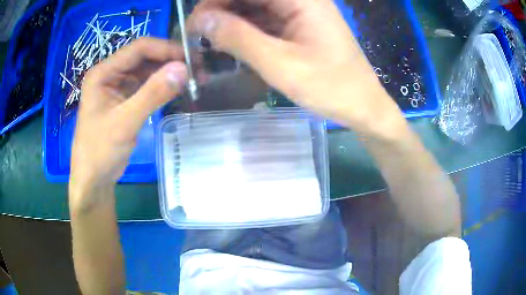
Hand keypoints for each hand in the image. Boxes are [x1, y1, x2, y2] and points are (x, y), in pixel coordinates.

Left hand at [69, 38, 187, 207]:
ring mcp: (118, 86)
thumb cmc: (100, 151)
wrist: (93, 178)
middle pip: (144, 57)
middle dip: (170, 60)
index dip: (165, 49)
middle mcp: (110, 74)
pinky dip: (162, 86)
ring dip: (168, 73)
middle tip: (197, 69)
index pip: (138, 48)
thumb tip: (184, 68)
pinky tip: (178, 89)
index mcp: (103, 72)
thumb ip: (153, 94)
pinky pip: (146, 86)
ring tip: (193, 78)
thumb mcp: (125, 122)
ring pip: (147, 71)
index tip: (190, 58)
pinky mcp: (125, 99)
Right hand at [189, 0, 405, 136]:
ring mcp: (300, 11)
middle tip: (198, 36)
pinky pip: (264, 20)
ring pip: (254, 7)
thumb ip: (239, 38)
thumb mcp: (280, 64)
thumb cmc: (331, 88)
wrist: (362, 106)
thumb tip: (201, 20)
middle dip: (220, 10)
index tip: (194, 23)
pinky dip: (244, 30)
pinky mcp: (298, 25)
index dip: (216, 1)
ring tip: (209, 42)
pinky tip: (230, 44)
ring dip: (230, 21)